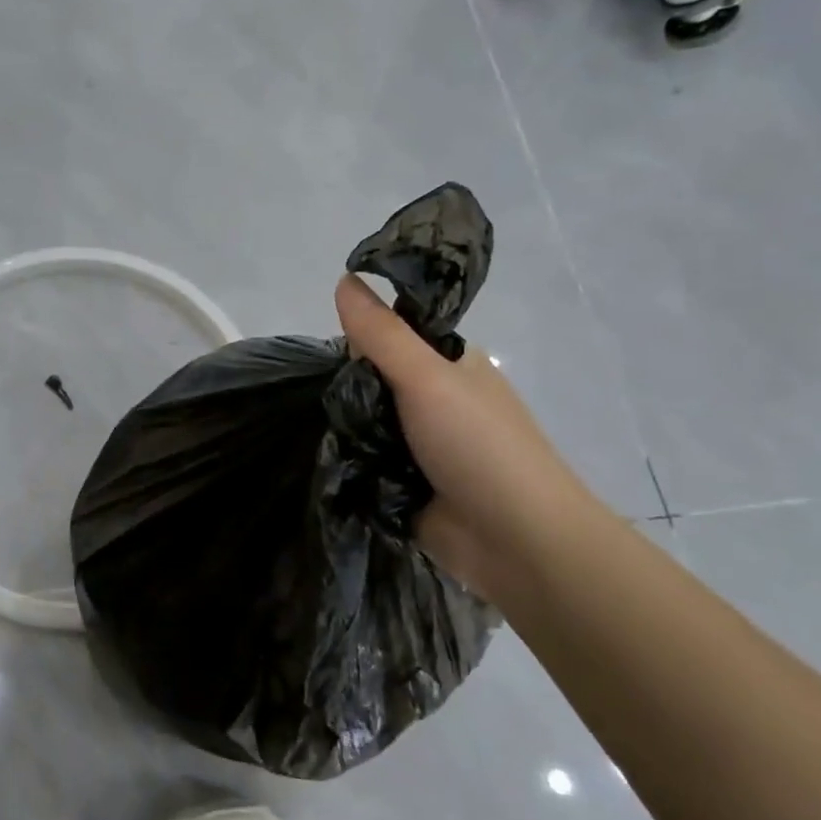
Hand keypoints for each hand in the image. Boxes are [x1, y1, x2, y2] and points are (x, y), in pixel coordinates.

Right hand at [335, 275, 606, 596]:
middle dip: (342, 390)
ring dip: (340, 428)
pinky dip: (345, 462)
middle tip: (315, 400)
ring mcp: (419, 446)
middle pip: (370, 381)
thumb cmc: (479, 446)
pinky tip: (316, 460)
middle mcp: (434, 400)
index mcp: (449, 365)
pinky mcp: (403, 485)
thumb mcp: (427, 378)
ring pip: (363, 423)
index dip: (358, 340)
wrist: (517, 541)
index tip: (329, 355)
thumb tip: (344, 278)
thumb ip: (382, 334)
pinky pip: (363, 462)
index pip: (390, 336)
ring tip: (303, 431)